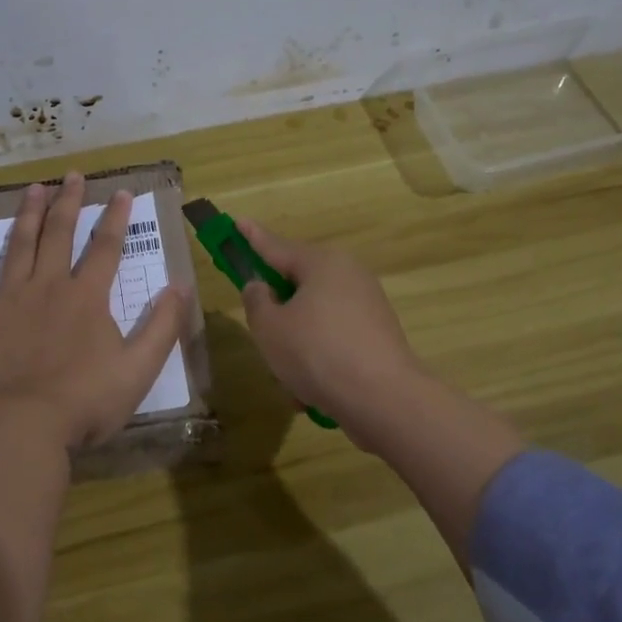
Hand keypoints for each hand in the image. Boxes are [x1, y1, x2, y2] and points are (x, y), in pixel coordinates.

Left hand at [0, 172, 189, 449]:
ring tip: (33, 189)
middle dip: (69, 203)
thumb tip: (180, 286)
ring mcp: (10, 298)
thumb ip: (162, 326)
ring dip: (27, 215)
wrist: (24, 424)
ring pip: (19, 246)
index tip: (122, 192)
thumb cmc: (87, 400)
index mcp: (87, 297)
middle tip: (72, 175)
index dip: (116, 218)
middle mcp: (49, 286)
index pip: (106, 247)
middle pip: (60, 234)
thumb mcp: (139, 368)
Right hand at [235, 220, 428, 436]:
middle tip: (262, 335)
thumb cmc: (317, 353)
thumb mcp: (270, 328)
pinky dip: (318, 362)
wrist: (384, 399)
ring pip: (313, 320)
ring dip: (296, 346)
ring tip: (289, 379)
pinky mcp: (377, 337)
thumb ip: (257, 301)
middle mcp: (349, 276)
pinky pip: (333, 342)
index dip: (251, 237)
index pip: (276, 246)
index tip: (237, 221)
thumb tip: (262, 287)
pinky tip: (311, 394)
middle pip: (298, 286)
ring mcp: (367, 307)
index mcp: (322, 263)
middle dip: (277, 313)